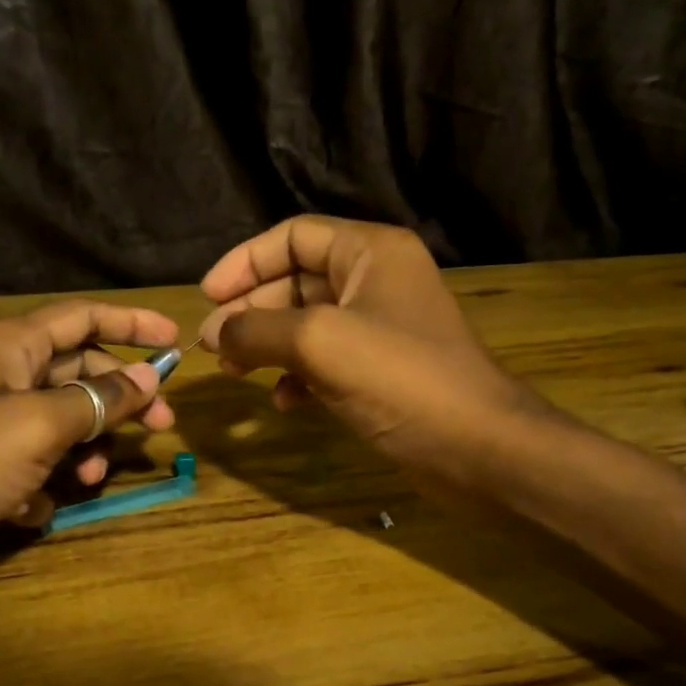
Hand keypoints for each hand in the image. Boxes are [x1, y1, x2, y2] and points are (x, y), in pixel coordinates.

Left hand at [0, 300, 178, 566]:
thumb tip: (149, 377)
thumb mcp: (35, 426)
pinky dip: (38, 485)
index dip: (132, 323)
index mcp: (9, 347)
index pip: (83, 317)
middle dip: (120, 399)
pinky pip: (23, 464)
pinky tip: (31, 509)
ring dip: (81, 449)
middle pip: (76, 373)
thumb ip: (97, 400)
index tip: (177, 342)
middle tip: (162, 427)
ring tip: (89, 479)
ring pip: (54, 424)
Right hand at [196, 216, 539, 486]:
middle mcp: (377, 280)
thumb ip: (257, 329)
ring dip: (268, 344)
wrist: (479, 448)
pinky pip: (328, 360)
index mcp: (370, 252)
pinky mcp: (384, 370)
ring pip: (308, 323)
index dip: (245, 262)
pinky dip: (300, 375)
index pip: (293, 237)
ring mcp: (382, 327)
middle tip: (211, 345)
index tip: (206, 297)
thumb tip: (212, 332)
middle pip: (296, 280)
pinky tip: (284, 403)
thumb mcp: (319, 343)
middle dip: (251, 310)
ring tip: (234, 372)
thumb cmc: (401, 379)